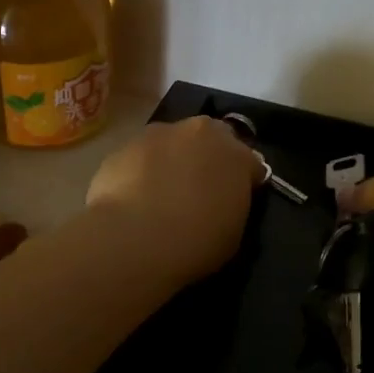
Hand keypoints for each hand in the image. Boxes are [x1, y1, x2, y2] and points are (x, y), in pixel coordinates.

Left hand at [86, 117, 260, 282]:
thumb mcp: (233, 232)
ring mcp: (157, 134)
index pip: (251, 162)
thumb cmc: (196, 240)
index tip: (235, 199)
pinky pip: (139, 158)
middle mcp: (199, 132)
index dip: (244, 181)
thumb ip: (233, 204)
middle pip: (209, 139)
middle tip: (198, 190)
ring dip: (171, 160)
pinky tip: (134, 200)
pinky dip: (140, 172)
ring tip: (161, 195)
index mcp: (236, 153)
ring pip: (171, 143)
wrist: (135, 238)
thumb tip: (223, 199)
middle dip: (207, 158)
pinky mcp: (122, 147)